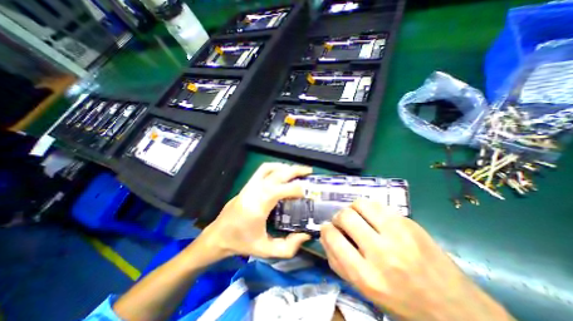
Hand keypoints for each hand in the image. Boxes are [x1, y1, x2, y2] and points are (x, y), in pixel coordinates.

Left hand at [198, 165, 312, 258]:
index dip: (297, 189)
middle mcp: (254, 191)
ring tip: (297, 171)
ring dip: (285, 167)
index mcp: (258, 206)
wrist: (218, 236)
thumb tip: (305, 235)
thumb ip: (288, 247)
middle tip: (308, 171)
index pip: (282, 190)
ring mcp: (249, 185)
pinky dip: (275, 167)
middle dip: (295, 171)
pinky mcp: (247, 184)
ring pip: (269, 168)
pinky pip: (262, 170)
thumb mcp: (265, 250)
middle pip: (277, 174)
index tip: (308, 192)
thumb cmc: (241, 243)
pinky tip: (282, 171)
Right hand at [320, 201, 512, 319]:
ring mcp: (398, 234)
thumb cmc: (403, 303)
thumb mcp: (364, 292)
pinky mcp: (410, 223)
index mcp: (367, 277)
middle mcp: (381, 253)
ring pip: (360, 204)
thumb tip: (325, 237)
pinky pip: (378, 205)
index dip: (325, 229)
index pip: (333, 238)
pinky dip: (369, 209)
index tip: (327, 228)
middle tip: (342, 222)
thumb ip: (338, 264)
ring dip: (352, 208)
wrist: (457, 310)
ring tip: (357, 216)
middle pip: (345, 216)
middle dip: (338, 217)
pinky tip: (373, 217)